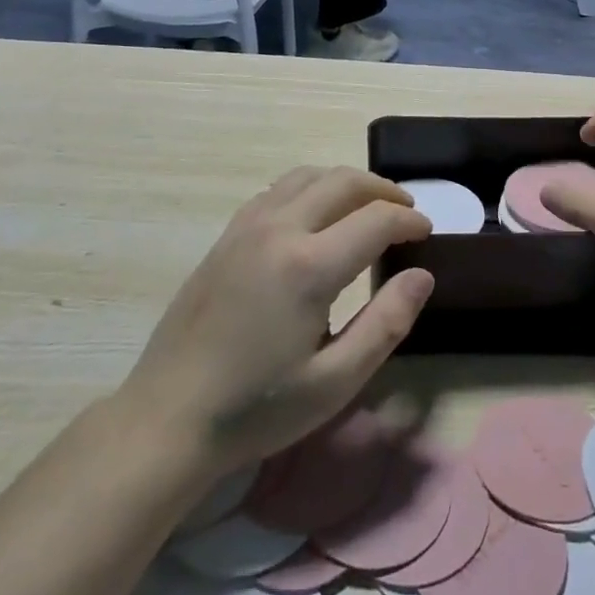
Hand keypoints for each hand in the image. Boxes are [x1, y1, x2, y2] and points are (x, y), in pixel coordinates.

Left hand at [116, 167, 433, 478]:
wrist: (167, 418)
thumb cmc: (256, 408)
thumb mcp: (334, 382)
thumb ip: (386, 323)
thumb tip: (422, 275)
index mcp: (309, 265)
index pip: (376, 219)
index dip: (410, 220)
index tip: (427, 233)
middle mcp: (279, 229)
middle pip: (343, 182)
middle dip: (383, 190)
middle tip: (406, 211)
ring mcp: (247, 227)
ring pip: (308, 176)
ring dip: (346, 182)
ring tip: (367, 206)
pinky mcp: (227, 235)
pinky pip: (278, 190)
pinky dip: (310, 189)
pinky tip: (316, 217)